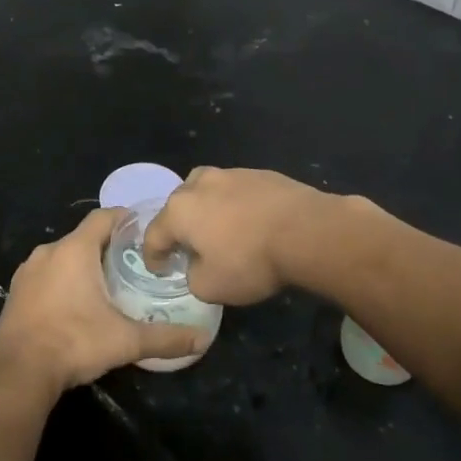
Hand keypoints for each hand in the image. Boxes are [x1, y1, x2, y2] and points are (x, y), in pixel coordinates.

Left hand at [0, 208, 206, 391]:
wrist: (17, 373)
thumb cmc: (74, 342)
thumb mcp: (125, 341)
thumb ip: (165, 338)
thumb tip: (202, 340)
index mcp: (74, 250)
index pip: (103, 217)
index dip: (124, 218)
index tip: (143, 229)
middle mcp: (48, 252)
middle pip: (83, 237)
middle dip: (107, 246)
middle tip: (132, 262)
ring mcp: (27, 272)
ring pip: (62, 257)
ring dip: (82, 265)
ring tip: (107, 283)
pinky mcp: (15, 293)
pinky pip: (45, 275)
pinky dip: (62, 281)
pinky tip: (75, 304)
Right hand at [142, 167, 367, 306]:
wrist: (307, 231)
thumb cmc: (251, 260)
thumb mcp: (211, 287)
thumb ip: (193, 277)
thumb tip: (197, 266)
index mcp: (180, 210)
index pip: (154, 234)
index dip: (153, 256)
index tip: (159, 270)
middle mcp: (199, 184)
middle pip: (178, 205)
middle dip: (178, 227)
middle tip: (188, 248)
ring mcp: (231, 173)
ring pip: (207, 192)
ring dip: (207, 211)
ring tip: (220, 231)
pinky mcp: (259, 173)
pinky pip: (236, 191)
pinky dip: (236, 206)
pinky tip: (250, 223)